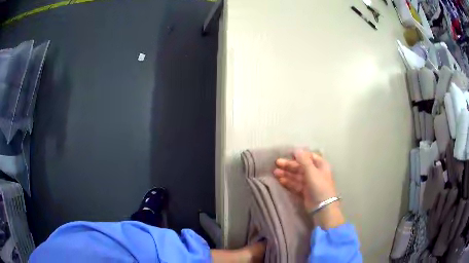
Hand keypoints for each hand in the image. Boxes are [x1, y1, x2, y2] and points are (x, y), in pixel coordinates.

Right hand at [274, 149, 336, 210]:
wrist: (322, 207)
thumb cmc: (319, 186)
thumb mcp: (312, 172)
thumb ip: (304, 161)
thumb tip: (296, 149)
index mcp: (320, 165)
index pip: (309, 157)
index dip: (299, 155)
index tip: (288, 154)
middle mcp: (315, 172)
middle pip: (300, 166)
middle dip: (289, 165)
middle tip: (277, 163)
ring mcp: (309, 182)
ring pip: (296, 176)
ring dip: (287, 173)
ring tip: (275, 172)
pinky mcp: (304, 191)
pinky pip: (295, 184)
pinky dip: (288, 182)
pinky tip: (280, 180)